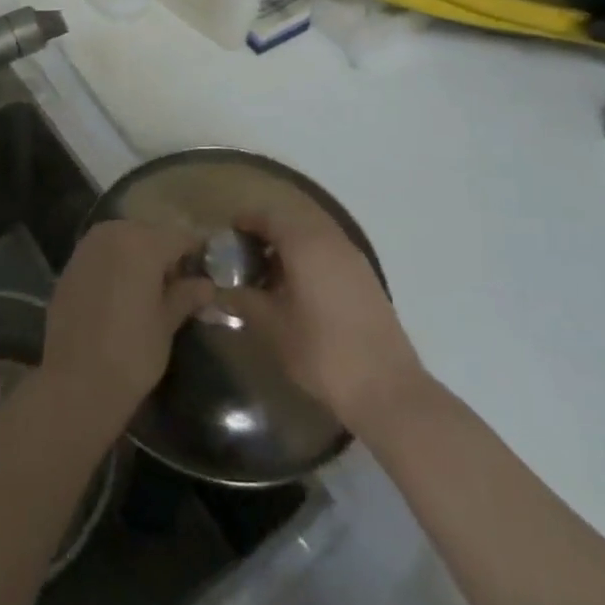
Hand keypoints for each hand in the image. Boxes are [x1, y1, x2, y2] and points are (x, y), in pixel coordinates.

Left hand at [42, 220, 213, 429]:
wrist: (75, 382)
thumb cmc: (132, 352)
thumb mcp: (166, 324)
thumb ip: (186, 296)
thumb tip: (207, 285)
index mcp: (142, 242)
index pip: (180, 237)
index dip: (196, 253)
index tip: (207, 272)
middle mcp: (113, 233)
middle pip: (150, 234)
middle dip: (165, 254)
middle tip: (179, 285)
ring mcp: (87, 247)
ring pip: (124, 240)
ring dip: (139, 257)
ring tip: (150, 291)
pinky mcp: (70, 265)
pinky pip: (102, 254)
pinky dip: (116, 266)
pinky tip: (121, 295)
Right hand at [223, 208, 429, 434]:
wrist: (387, 389)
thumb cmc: (322, 352)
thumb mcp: (272, 327)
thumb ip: (242, 301)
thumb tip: (218, 291)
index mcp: (305, 243)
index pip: (268, 215)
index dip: (245, 221)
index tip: (227, 237)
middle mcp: (331, 239)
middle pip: (292, 219)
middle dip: (266, 231)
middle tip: (245, 254)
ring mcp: (353, 258)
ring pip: (313, 234)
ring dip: (289, 244)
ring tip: (268, 274)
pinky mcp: (366, 278)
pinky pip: (329, 251)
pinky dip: (309, 257)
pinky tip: (297, 289)